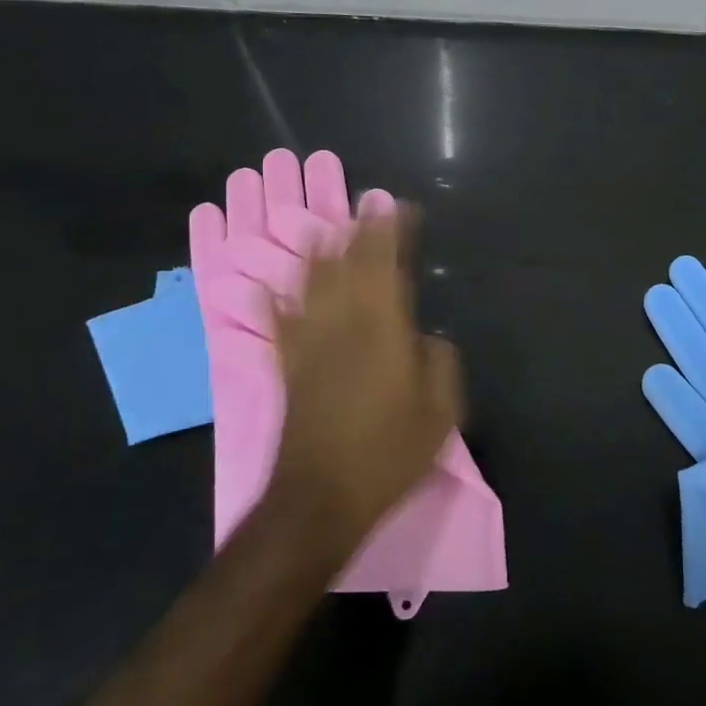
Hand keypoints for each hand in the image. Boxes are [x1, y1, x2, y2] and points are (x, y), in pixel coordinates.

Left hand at [257, 210, 459, 566]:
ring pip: (310, 285)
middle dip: (359, 231)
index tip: (399, 207)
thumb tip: (428, 337)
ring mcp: (309, 346)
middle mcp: (342, 326)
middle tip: (367, 205)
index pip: (386, 266)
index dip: (392, 233)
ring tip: (322, 227)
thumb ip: (439, 363)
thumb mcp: (439, 412)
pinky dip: (272, 302)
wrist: (320, 500)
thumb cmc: (388, 453)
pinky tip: (266, 286)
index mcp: (382, 331)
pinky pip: (276, 325)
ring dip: (317, 252)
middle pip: (347, 266)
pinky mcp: (288, 368)